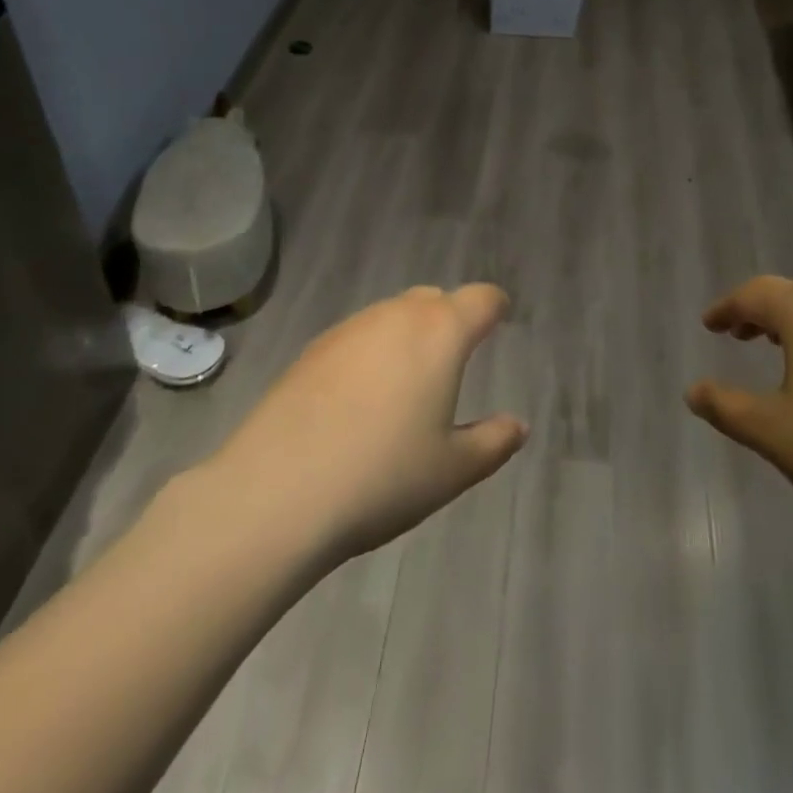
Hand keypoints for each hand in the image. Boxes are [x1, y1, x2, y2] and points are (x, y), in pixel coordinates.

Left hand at [203, 285, 528, 564]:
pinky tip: (357, 400)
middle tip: (453, 362)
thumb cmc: (381, 477)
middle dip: (450, 320)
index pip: (481, 299)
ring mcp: (349, 329)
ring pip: (392, 315)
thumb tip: (518, 425)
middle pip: (434, 300)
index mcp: (441, 332)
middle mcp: (396, 315)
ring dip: (408, 336)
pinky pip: (357, 338)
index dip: (495, 307)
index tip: (500, 321)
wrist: (274, 493)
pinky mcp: (311, 350)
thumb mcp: (452, 470)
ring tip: (405, 385)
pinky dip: (370, 354)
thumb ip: (493, 442)